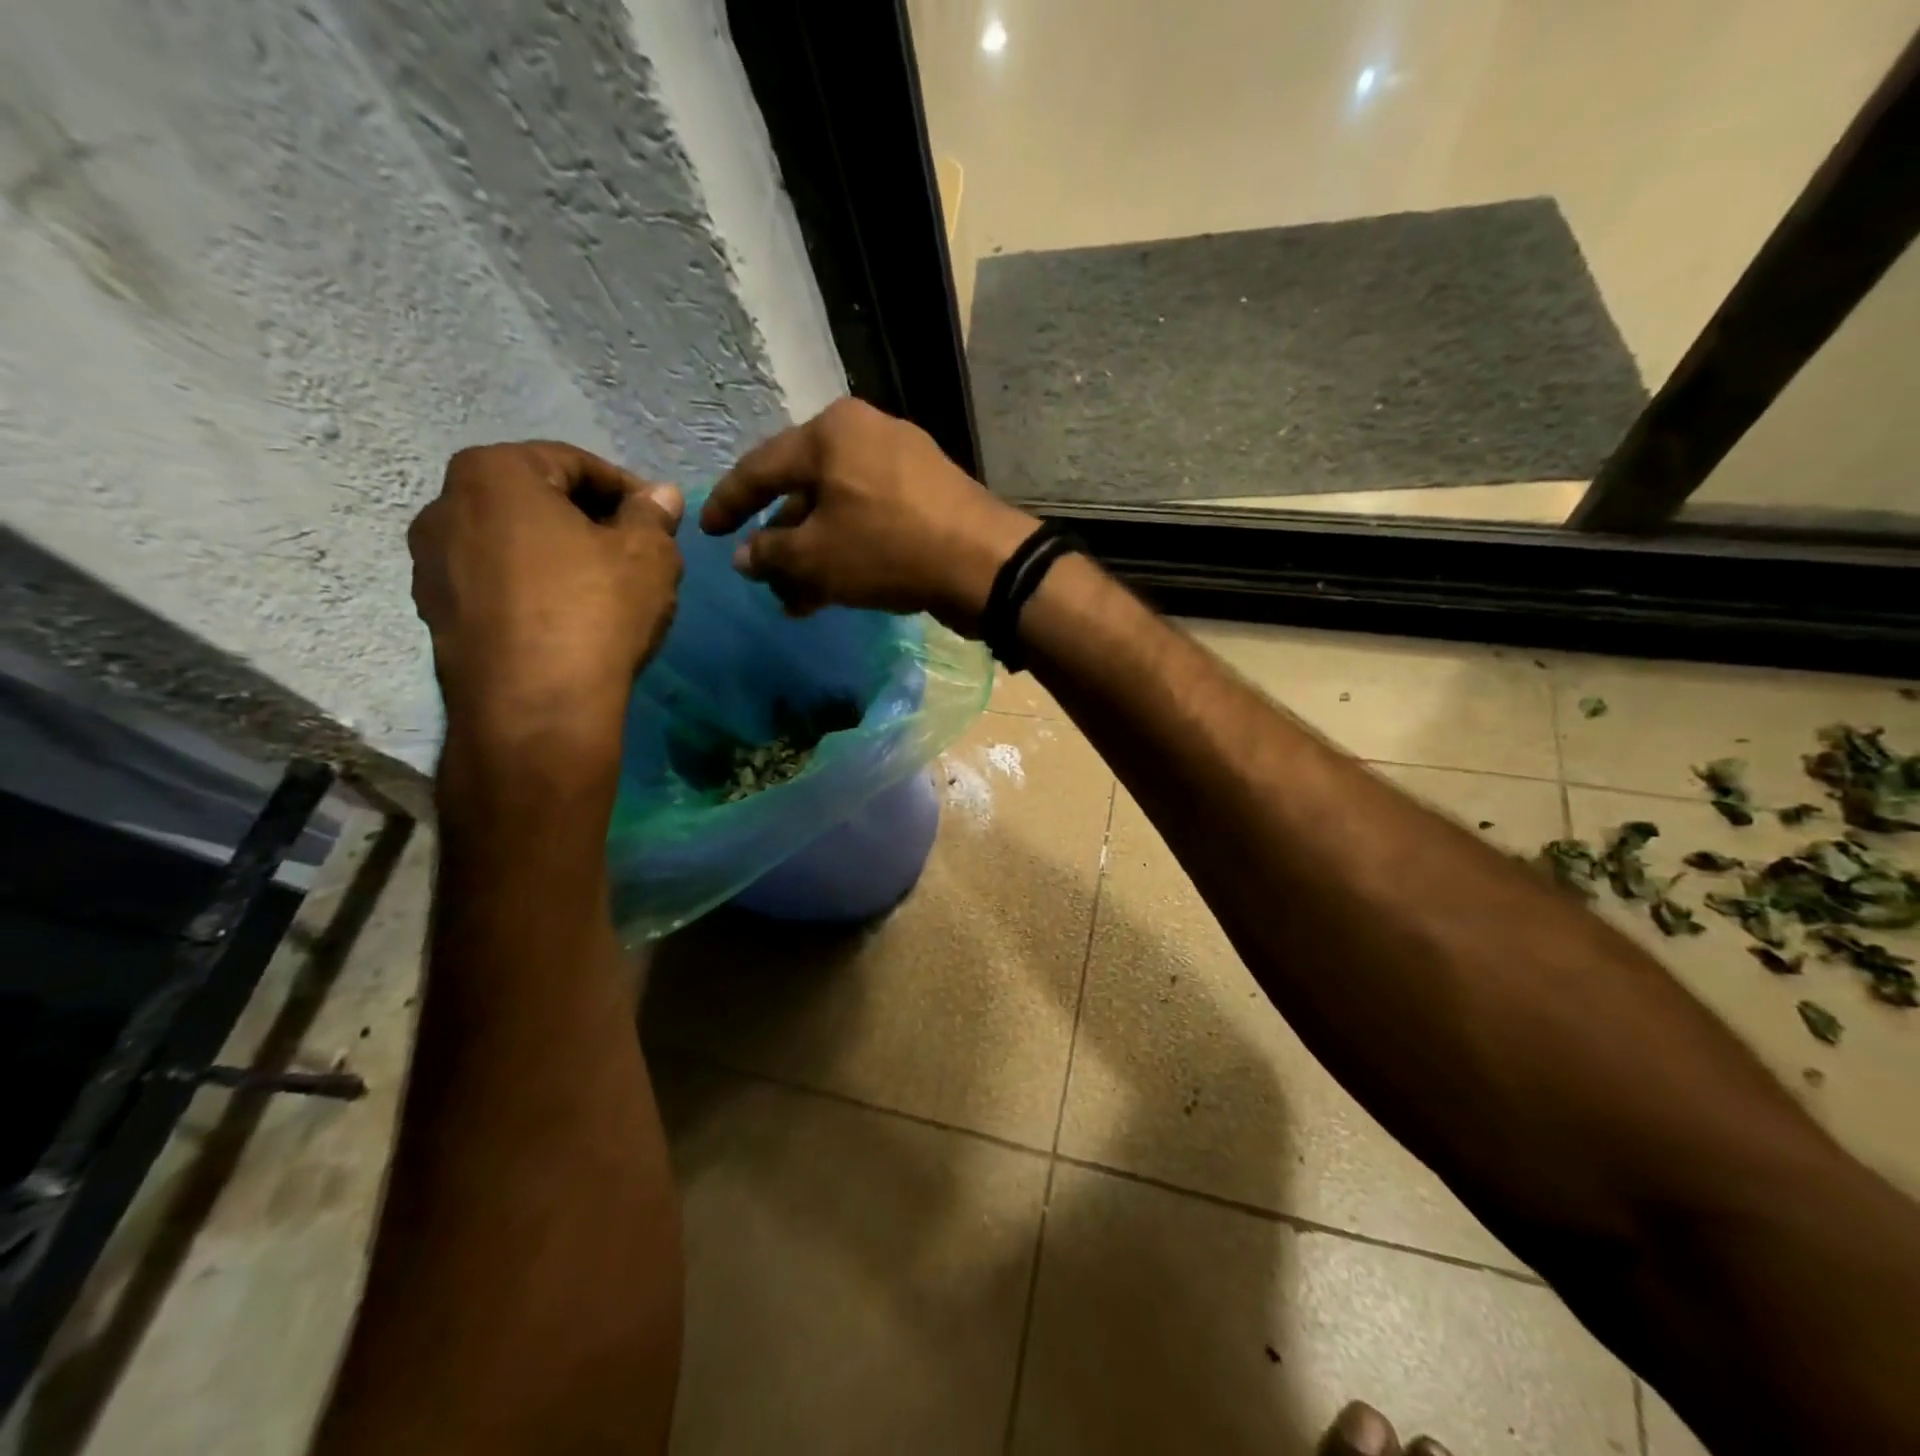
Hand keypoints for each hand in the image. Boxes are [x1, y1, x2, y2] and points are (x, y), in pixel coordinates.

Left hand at [410, 441, 683, 756]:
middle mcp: (445, 507)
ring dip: (560, 558)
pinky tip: (570, 624)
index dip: (627, 489)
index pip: (574, 463)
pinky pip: (497, 586)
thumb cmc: (594, 611)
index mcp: (493, 473)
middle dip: (591, 522)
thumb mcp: (648, 555)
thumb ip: (654, 515)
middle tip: (636, 555)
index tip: (660, 521)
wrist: (533, 709)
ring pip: (514, 545)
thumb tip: (660, 496)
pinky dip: (534, 592)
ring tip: (605, 593)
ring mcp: (431, 565)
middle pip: (536, 500)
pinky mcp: (437, 616)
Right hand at [700, 398, 1037, 633]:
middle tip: (765, 580)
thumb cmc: (888, 548)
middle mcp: (866, 435)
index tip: (708, 532)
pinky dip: (850, 551)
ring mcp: (903, 462)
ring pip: (840, 511)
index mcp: (831, 432)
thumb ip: (771, 555)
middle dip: (782, 543)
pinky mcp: (929, 493)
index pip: (761, 468)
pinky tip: (837, 590)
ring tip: (798, 600)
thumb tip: (744, 557)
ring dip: (815, 556)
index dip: (729, 504)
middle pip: (804, 491)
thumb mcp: (816, 558)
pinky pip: (873, 519)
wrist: (984, 563)